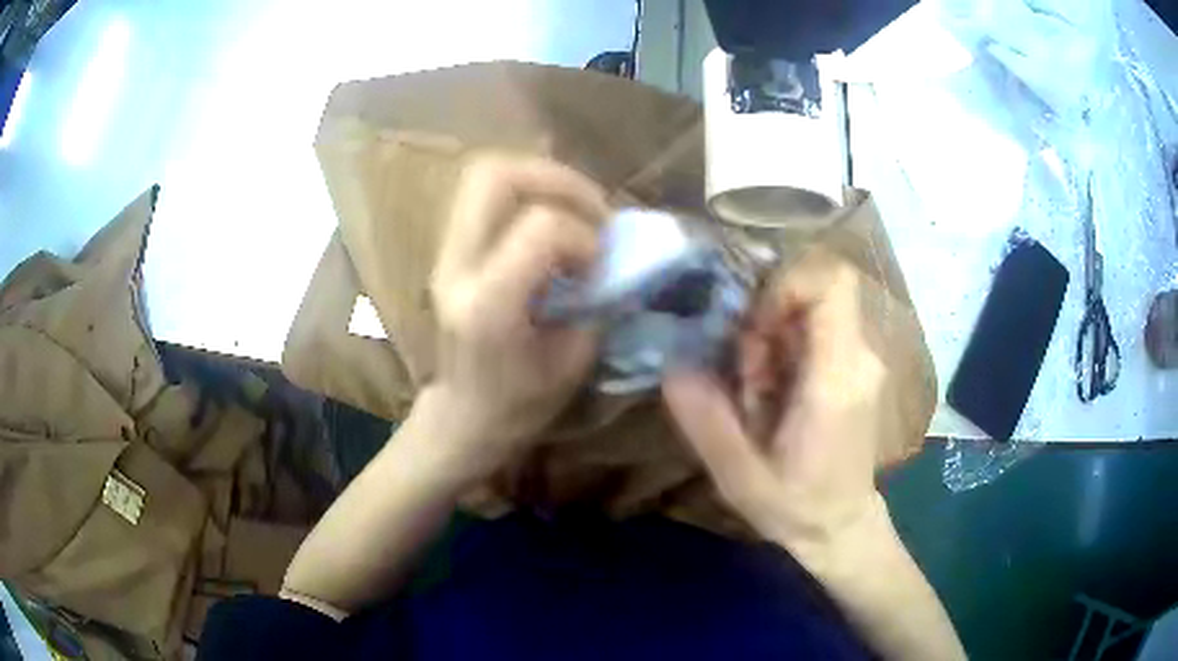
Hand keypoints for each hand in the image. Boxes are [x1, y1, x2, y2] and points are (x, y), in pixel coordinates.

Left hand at [425, 154, 608, 475]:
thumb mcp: (574, 361)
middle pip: (494, 176)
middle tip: (595, 209)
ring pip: (485, 175)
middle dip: (557, 179)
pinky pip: (488, 196)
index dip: (584, 237)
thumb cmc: (519, 404)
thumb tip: (621, 257)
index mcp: (488, 305)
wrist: (463, 416)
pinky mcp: (450, 249)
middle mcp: (456, 268)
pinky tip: (555, 224)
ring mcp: (445, 254)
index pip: (540, 227)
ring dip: (543, 180)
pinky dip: (529, 195)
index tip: (600, 266)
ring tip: (577, 211)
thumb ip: (599, 300)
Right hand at [663, 248, 887, 553]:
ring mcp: (861, 360)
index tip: (750, 321)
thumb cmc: (796, 507)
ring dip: (770, 341)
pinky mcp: (854, 367)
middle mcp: (859, 358)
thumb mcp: (740, 476)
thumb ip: (707, 422)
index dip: (785, 283)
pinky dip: (783, 351)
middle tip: (743, 377)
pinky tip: (772, 396)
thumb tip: (672, 367)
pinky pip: (814, 331)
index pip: (832, 283)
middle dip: (764, 323)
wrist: (842, 526)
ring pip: (808, 312)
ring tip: (756, 395)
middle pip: (810, 295)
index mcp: (837, 380)